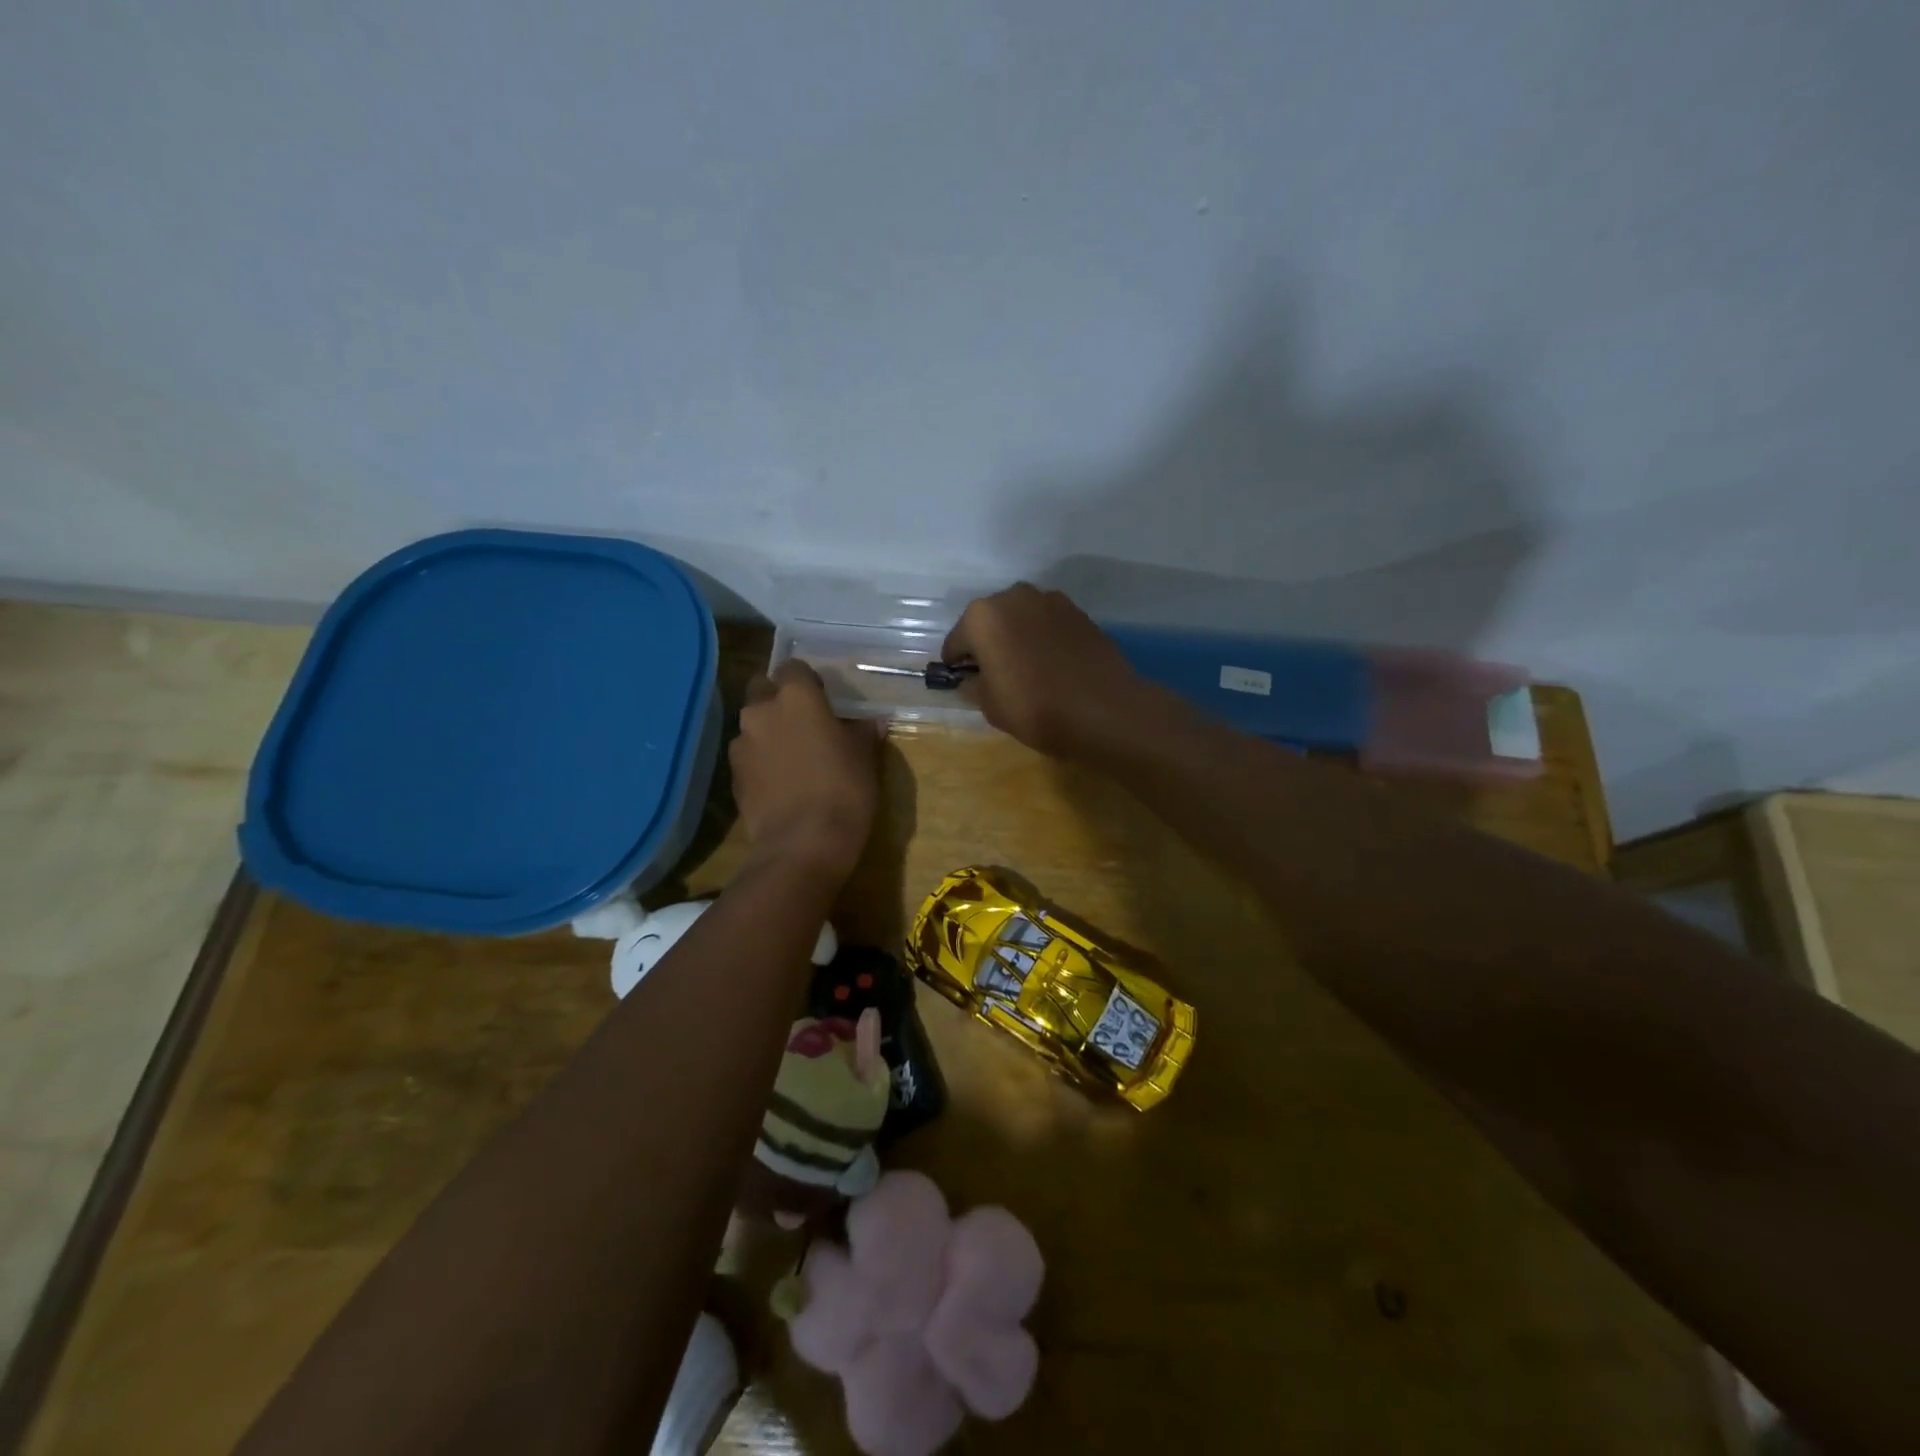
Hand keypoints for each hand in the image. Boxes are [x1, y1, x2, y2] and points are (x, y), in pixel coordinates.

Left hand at [730, 660, 882, 880]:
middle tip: (803, 722)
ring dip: (768, 731)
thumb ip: (862, 732)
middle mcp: (761, 711)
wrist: (802, 845)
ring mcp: (741, 744)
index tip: (822, 699)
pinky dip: (760, 761)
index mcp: (796, 697)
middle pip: (762, 688)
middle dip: (777, 699)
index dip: (807, 681)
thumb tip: (870, 722)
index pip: (793, 667)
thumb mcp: (865, 758)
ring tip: (791, 757)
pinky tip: (780, 782)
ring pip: (752, 724)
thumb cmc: (844, 790)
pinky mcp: (732, 776)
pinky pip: (747, 755)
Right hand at [943, 584, 1155, 757]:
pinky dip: (1043, 639)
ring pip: (1020, 619)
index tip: (964, 683)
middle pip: (989, 622)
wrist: (1103, 709)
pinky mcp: (1078, 612)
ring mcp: (1050, 600)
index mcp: (982, 616)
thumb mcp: (990, 706)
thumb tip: (971, 679)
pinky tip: (1052, 666)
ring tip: (1027, 670)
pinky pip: (1047, 625)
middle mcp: (1014, 596)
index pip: (956, 643)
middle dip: (988, 644)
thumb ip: (973, 686)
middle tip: (996, 676)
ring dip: (1016, 637)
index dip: (957, 666)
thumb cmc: (1034, 707)